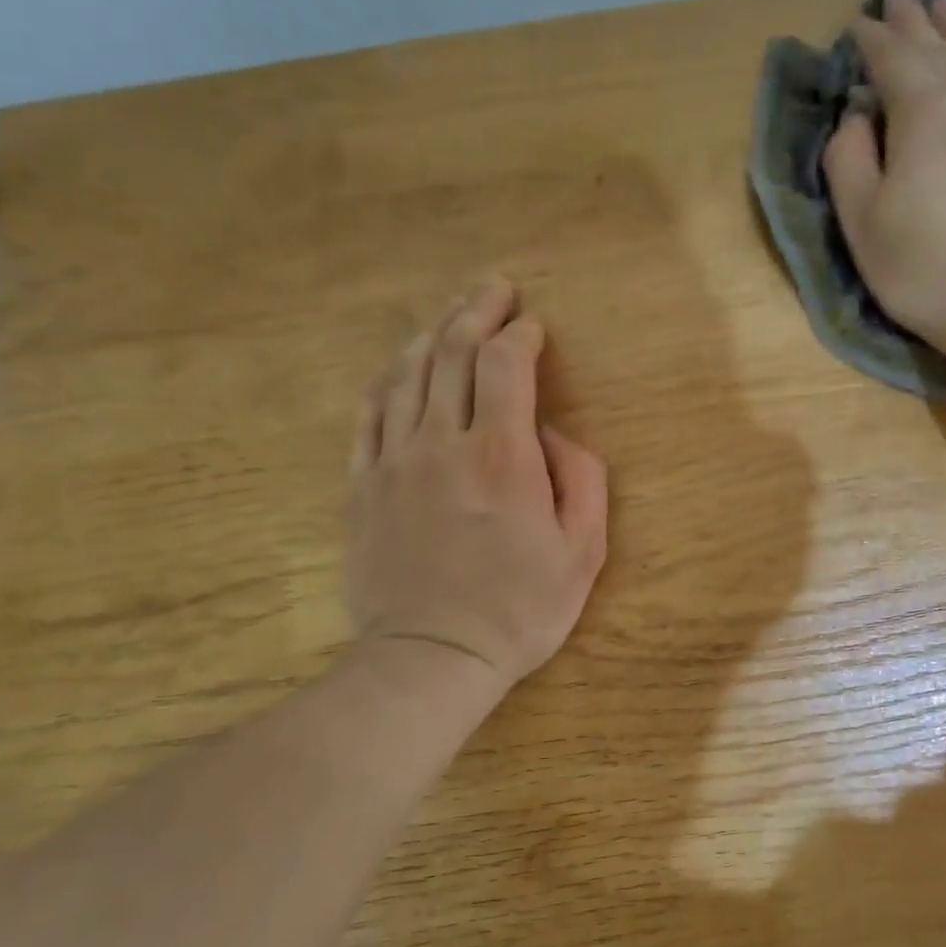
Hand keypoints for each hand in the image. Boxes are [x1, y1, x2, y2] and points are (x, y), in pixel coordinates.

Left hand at [345, 278, 607, 692]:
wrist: (432, 657)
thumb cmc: (520, 609)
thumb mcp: (583, 552)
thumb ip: (582, 480)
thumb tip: (555, 436)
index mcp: (501, 454)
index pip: (504, 365)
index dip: (519, 334)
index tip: (532, 325)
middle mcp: (441, 442)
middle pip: (452, 353)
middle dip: (475, 312)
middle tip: (493, 289)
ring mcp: (393, 461)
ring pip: (407, 374)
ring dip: (432, 335)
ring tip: (451, 316)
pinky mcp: (362, 486)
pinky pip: (369, 414)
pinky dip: (388, 379)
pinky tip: (400, 367)